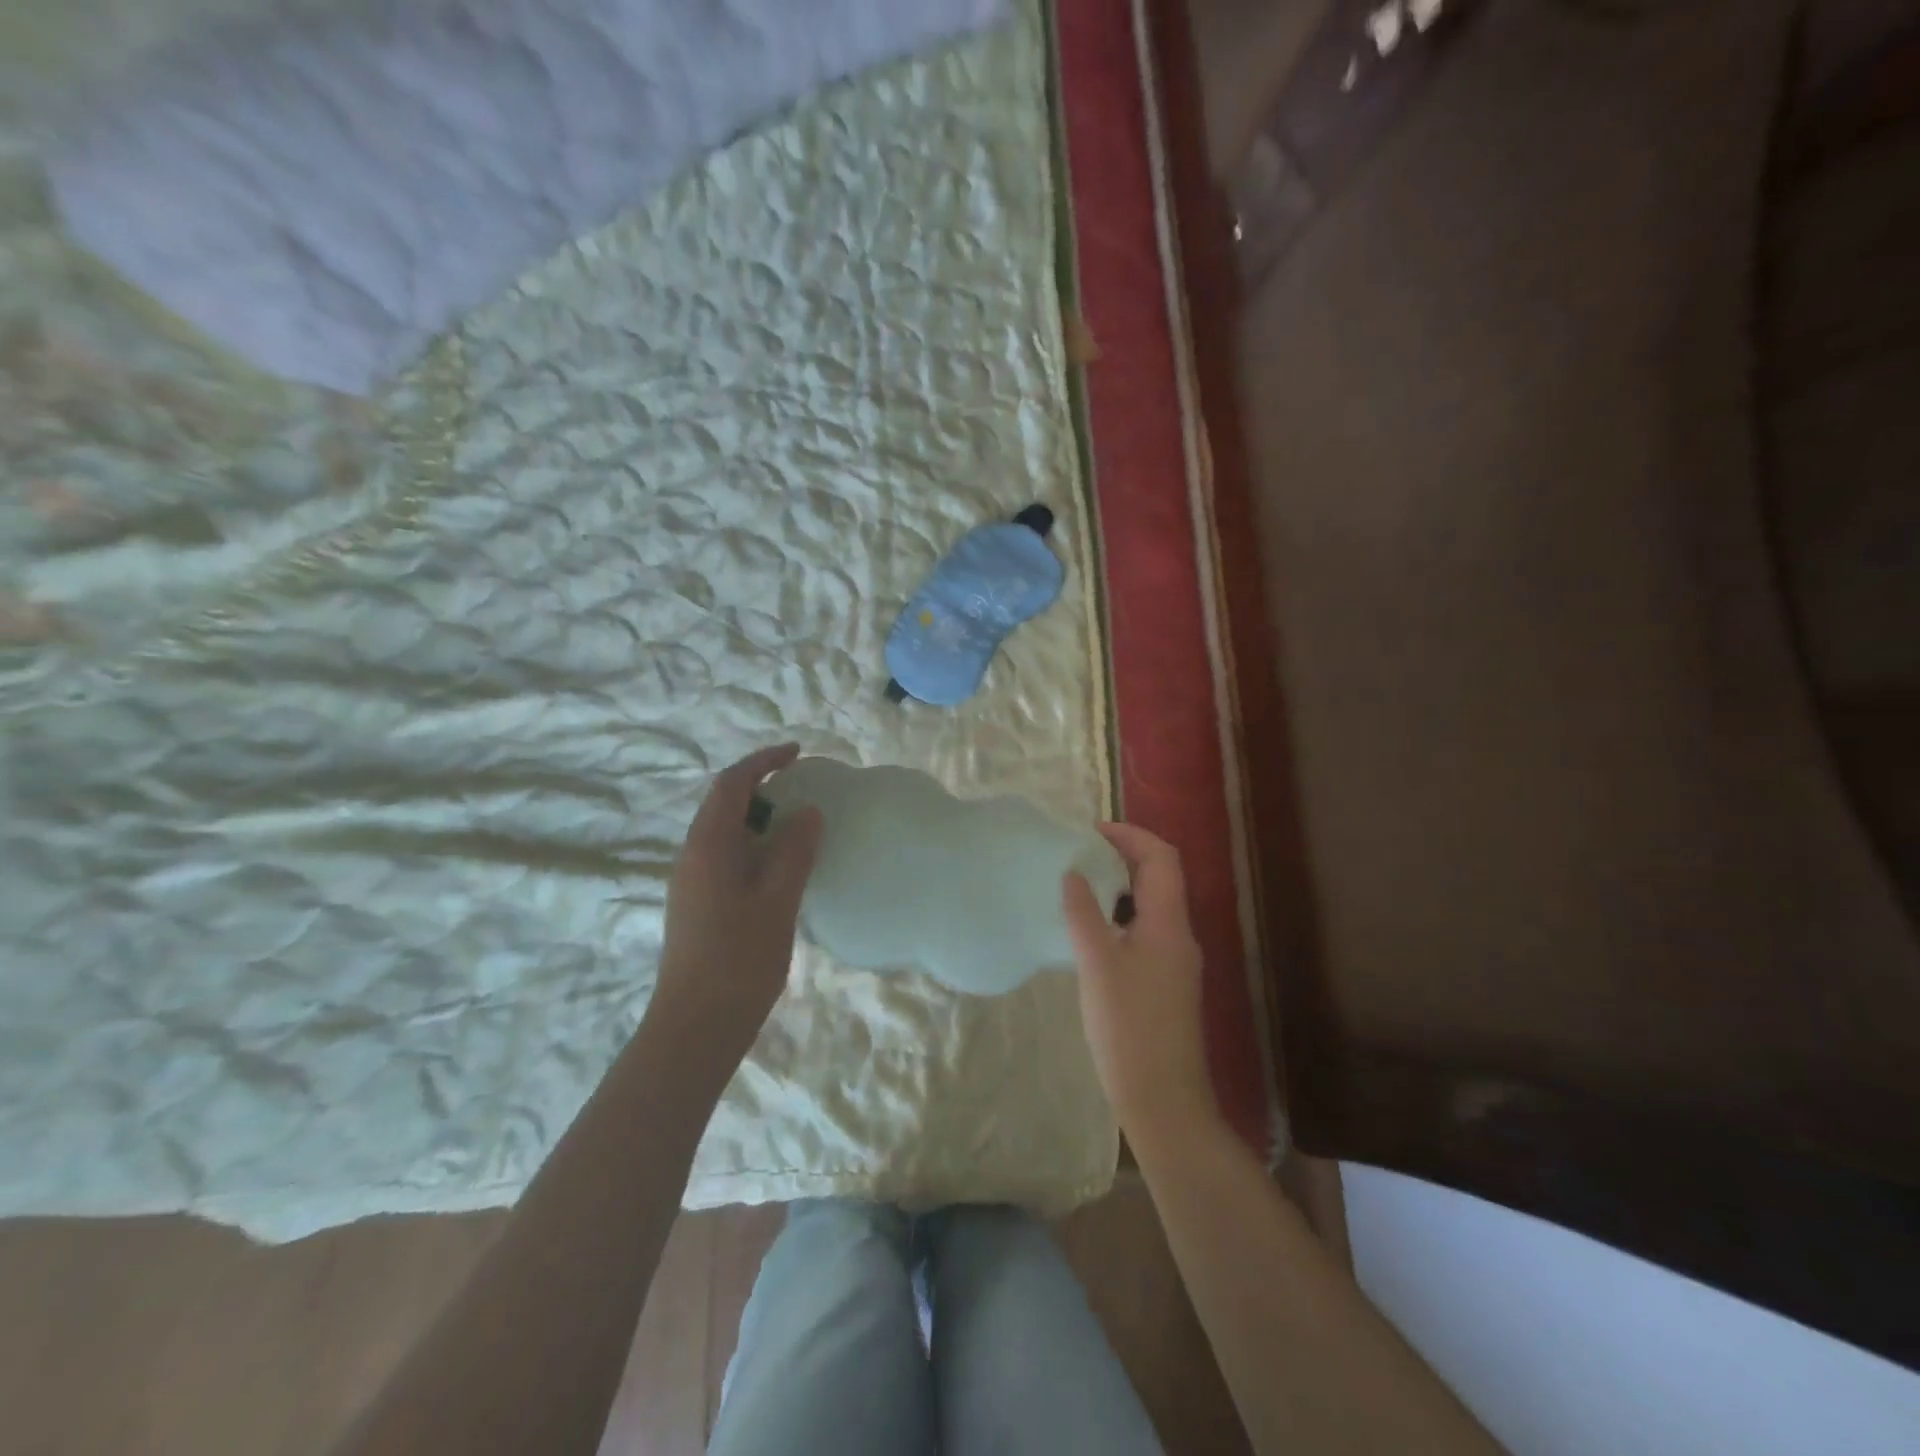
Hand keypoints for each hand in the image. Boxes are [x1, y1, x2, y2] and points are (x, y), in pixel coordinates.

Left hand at [653, 744, 822, 1066]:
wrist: (695, 1025)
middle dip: (760, 786)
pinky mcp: (696, 903)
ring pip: (724, 832)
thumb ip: (794, 851)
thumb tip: (808, 811)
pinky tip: (780, 867)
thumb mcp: (778, 900)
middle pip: (723, 803)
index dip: (763, 761)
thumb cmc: (739, 959)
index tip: (797, 754)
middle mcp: (692, 855)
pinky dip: (753, 845)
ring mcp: (691, 881)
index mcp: (707, 845)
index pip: (731, 784)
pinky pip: (725, 855)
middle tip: (802, 787)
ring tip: (797, 824)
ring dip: (758, 818)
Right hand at [1063, 823, 1219, 1143]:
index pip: (1162, 858)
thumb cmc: (1129, 1028)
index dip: (1130, 836)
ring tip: (1079, 884)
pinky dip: (1120, 915)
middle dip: (1123, 856)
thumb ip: (1084, 914)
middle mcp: (1179, 935)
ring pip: (1152, 905)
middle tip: (1079, 854)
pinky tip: (1090, 930)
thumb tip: (1073, 874)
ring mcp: (1174, 961)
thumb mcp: (1098, 965)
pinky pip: (1145, 931)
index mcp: (1169, 923)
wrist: (1163, 1100)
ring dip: (1120, 886)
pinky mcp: (1164, 983)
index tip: (1091, 832)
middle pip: (1160, 877)